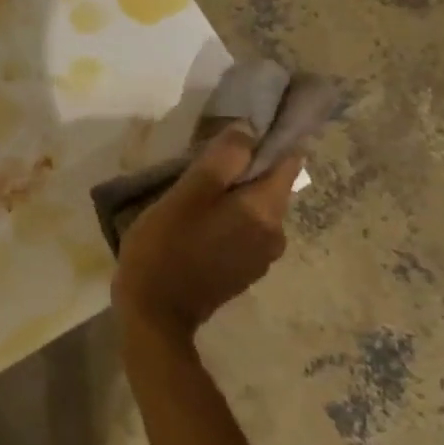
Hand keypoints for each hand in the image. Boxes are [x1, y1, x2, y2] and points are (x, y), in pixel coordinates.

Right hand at [113, 125, 303, 342]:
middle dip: (242, 167)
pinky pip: (244, 229)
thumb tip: (248, 130)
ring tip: (193, 190)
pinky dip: (228, 217)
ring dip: (232, 194)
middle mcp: (276, 234)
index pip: (289, 159)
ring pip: (255, 208)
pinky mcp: (244, 271)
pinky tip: (195, 220)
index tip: (237, 130)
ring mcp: (261, 256)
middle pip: (270, 184)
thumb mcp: (186, 195)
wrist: (154, 314)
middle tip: (201, 160)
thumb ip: (221, 160)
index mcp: (266, 211)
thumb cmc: (165, 247)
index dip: (268, 138)